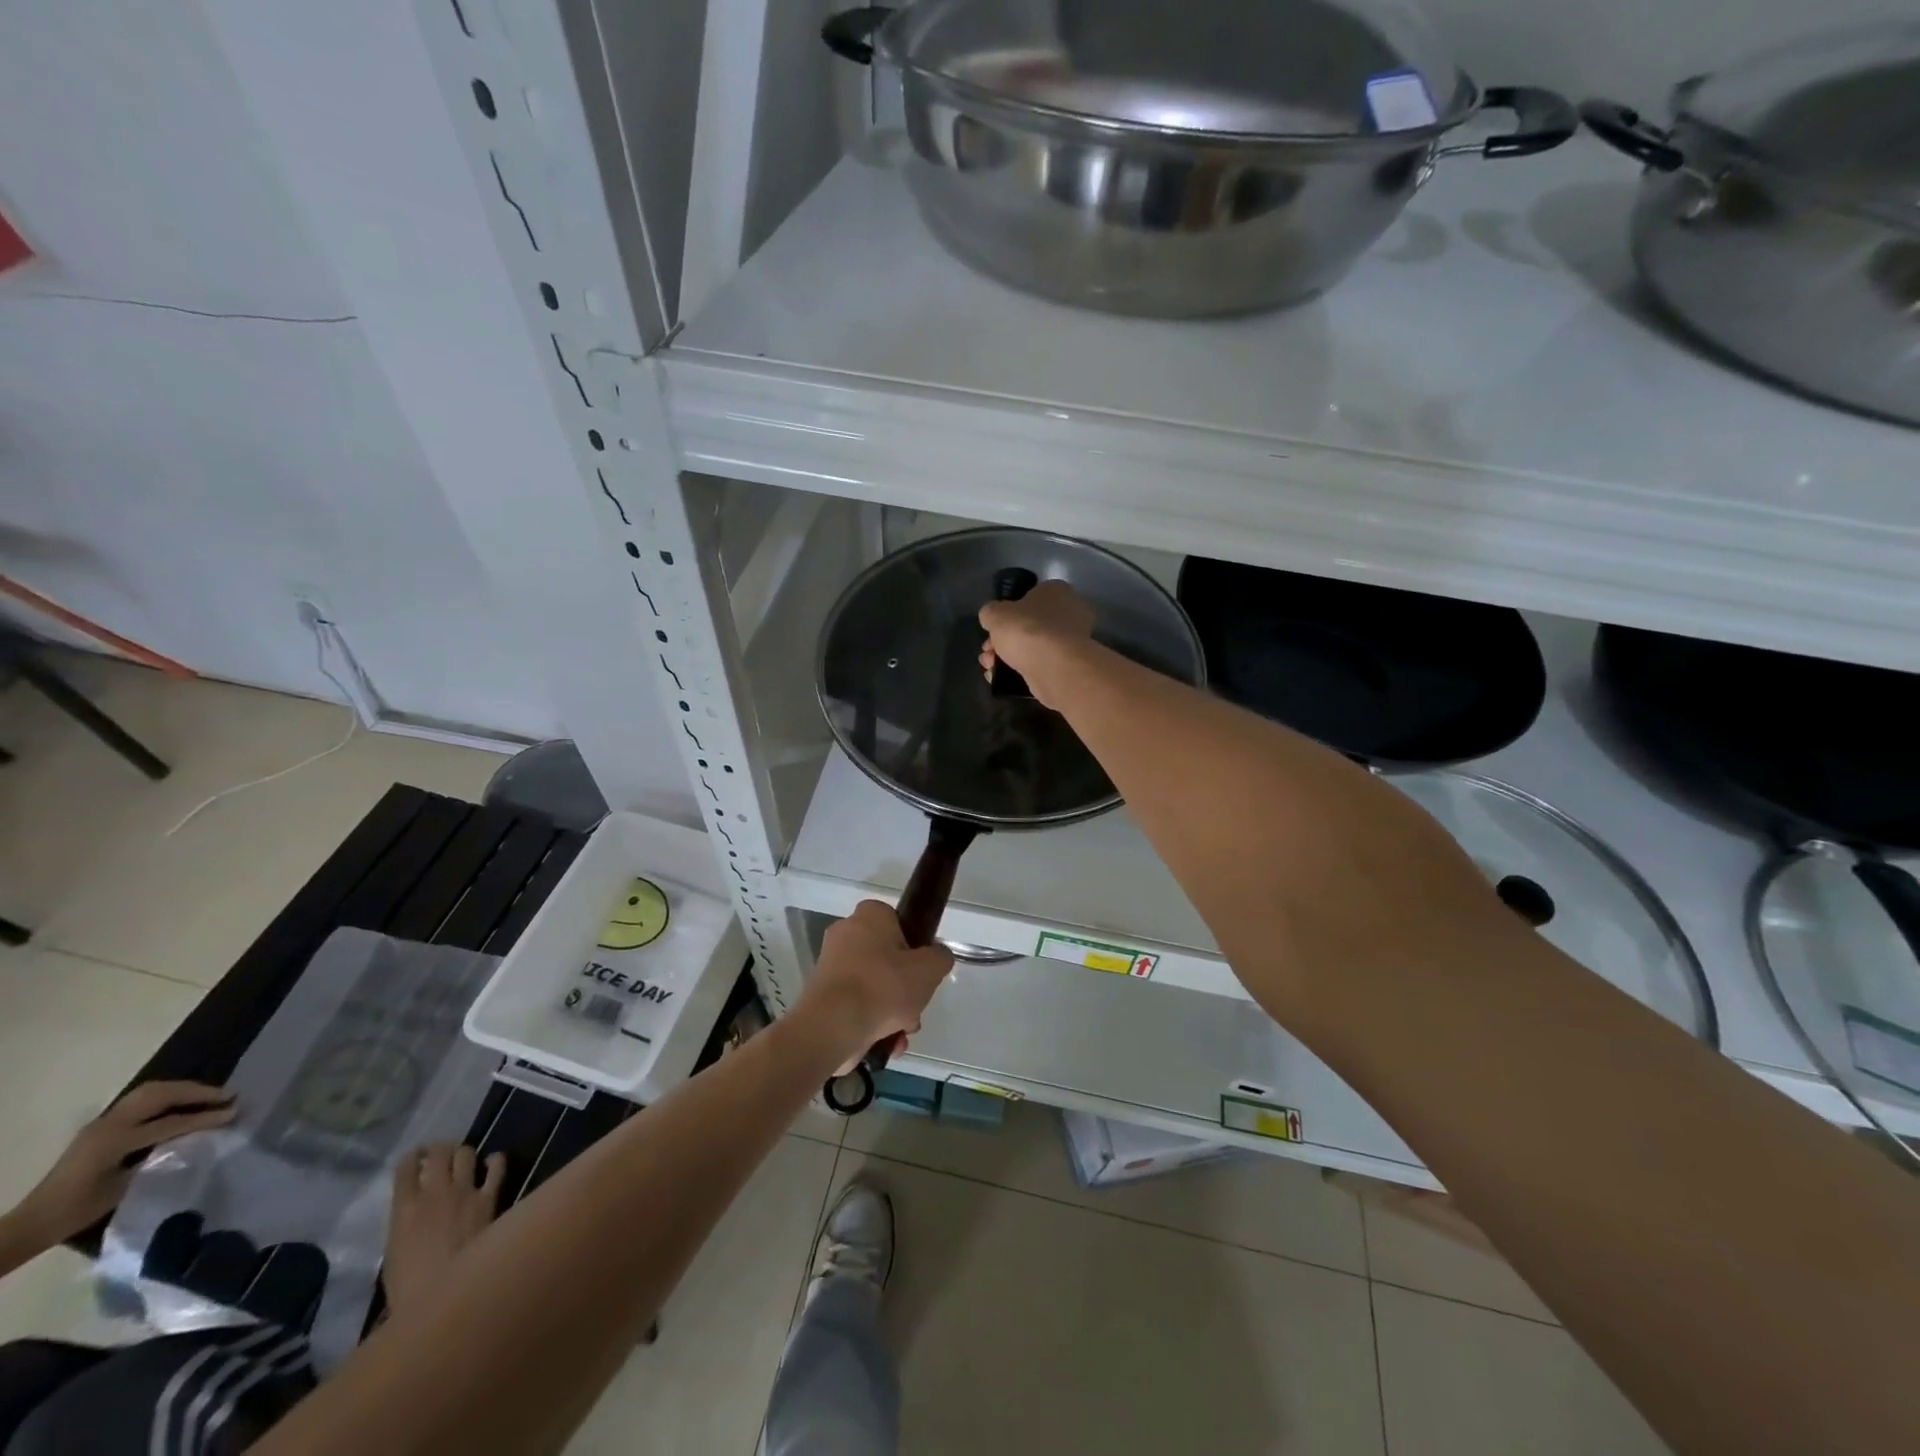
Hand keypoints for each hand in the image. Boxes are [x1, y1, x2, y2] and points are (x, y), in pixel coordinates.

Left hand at [8, 1081, 235, 1247]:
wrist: (34, 1221)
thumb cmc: (79, 1210)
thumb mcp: (124, 1187)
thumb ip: (158, 1156)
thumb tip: (196, 1137)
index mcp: (113, 1141)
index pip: (170, 1122)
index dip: (204, 1118)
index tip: (234, 1113)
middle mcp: (108, 1124)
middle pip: (161, 1095)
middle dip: (197, 1092)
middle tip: (227, 1096)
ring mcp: (103, 1121)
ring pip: (151, 1091)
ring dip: (183, 1089)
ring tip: (210, 1095)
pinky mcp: (102, 1124)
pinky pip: (141, 1099)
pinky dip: (167, 1094)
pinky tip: (182, 1102)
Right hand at [383, 1144, 506, 1317]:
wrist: (444, 1292)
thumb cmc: (409, 1286)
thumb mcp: (395, 1254)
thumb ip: (404, 1226)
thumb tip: (413, 1215)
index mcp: (405, 1208)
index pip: (405, 1168)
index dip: (410, 1158)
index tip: (413, 1157)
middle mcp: (435, 1192)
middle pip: (438, 1153)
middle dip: (438, 1148)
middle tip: (438, 1152)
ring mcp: (465, 1191)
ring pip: (466, 1153)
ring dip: (463, 1152)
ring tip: (462, 1156)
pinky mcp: (489, 1197)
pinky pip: (497, 1167)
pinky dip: (495, 1160)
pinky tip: (493, 1161)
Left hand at [799, 900, 953, 1069]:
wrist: (834, 1026)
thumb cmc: (884, 986)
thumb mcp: (929, 969)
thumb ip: (940, 958)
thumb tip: (936, 957)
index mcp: (869, 916)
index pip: (896, 920)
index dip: (913, 944)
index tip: (921, 968)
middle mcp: (845, 934)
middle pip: (886, 958)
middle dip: (904, 988)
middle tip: (915, 1005)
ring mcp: (831, 967)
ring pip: (873, 986)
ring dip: (892, 1011)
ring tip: (902, 1032)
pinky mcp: (822, 997)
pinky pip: (856, 1005)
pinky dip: (872, 1022)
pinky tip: (887, 1043)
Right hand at [978, 579, 1095, 707]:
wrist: (1057, 669)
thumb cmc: (1028, 631)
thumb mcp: (995, 614)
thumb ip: (991, 613)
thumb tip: (993, 618)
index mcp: (1055, 591)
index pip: (1028, 598)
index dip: (1005, 614)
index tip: (991, 631)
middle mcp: (1069, 612)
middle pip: (1028, 626)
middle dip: (1003, 641)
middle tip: (988, 653)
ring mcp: (1073, 641)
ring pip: (1033, 647)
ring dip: (1008, 658)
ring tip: (990, 669)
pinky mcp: (1070, 666)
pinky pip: (1041, 665)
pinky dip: (1022, 671)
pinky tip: (1002, 680)